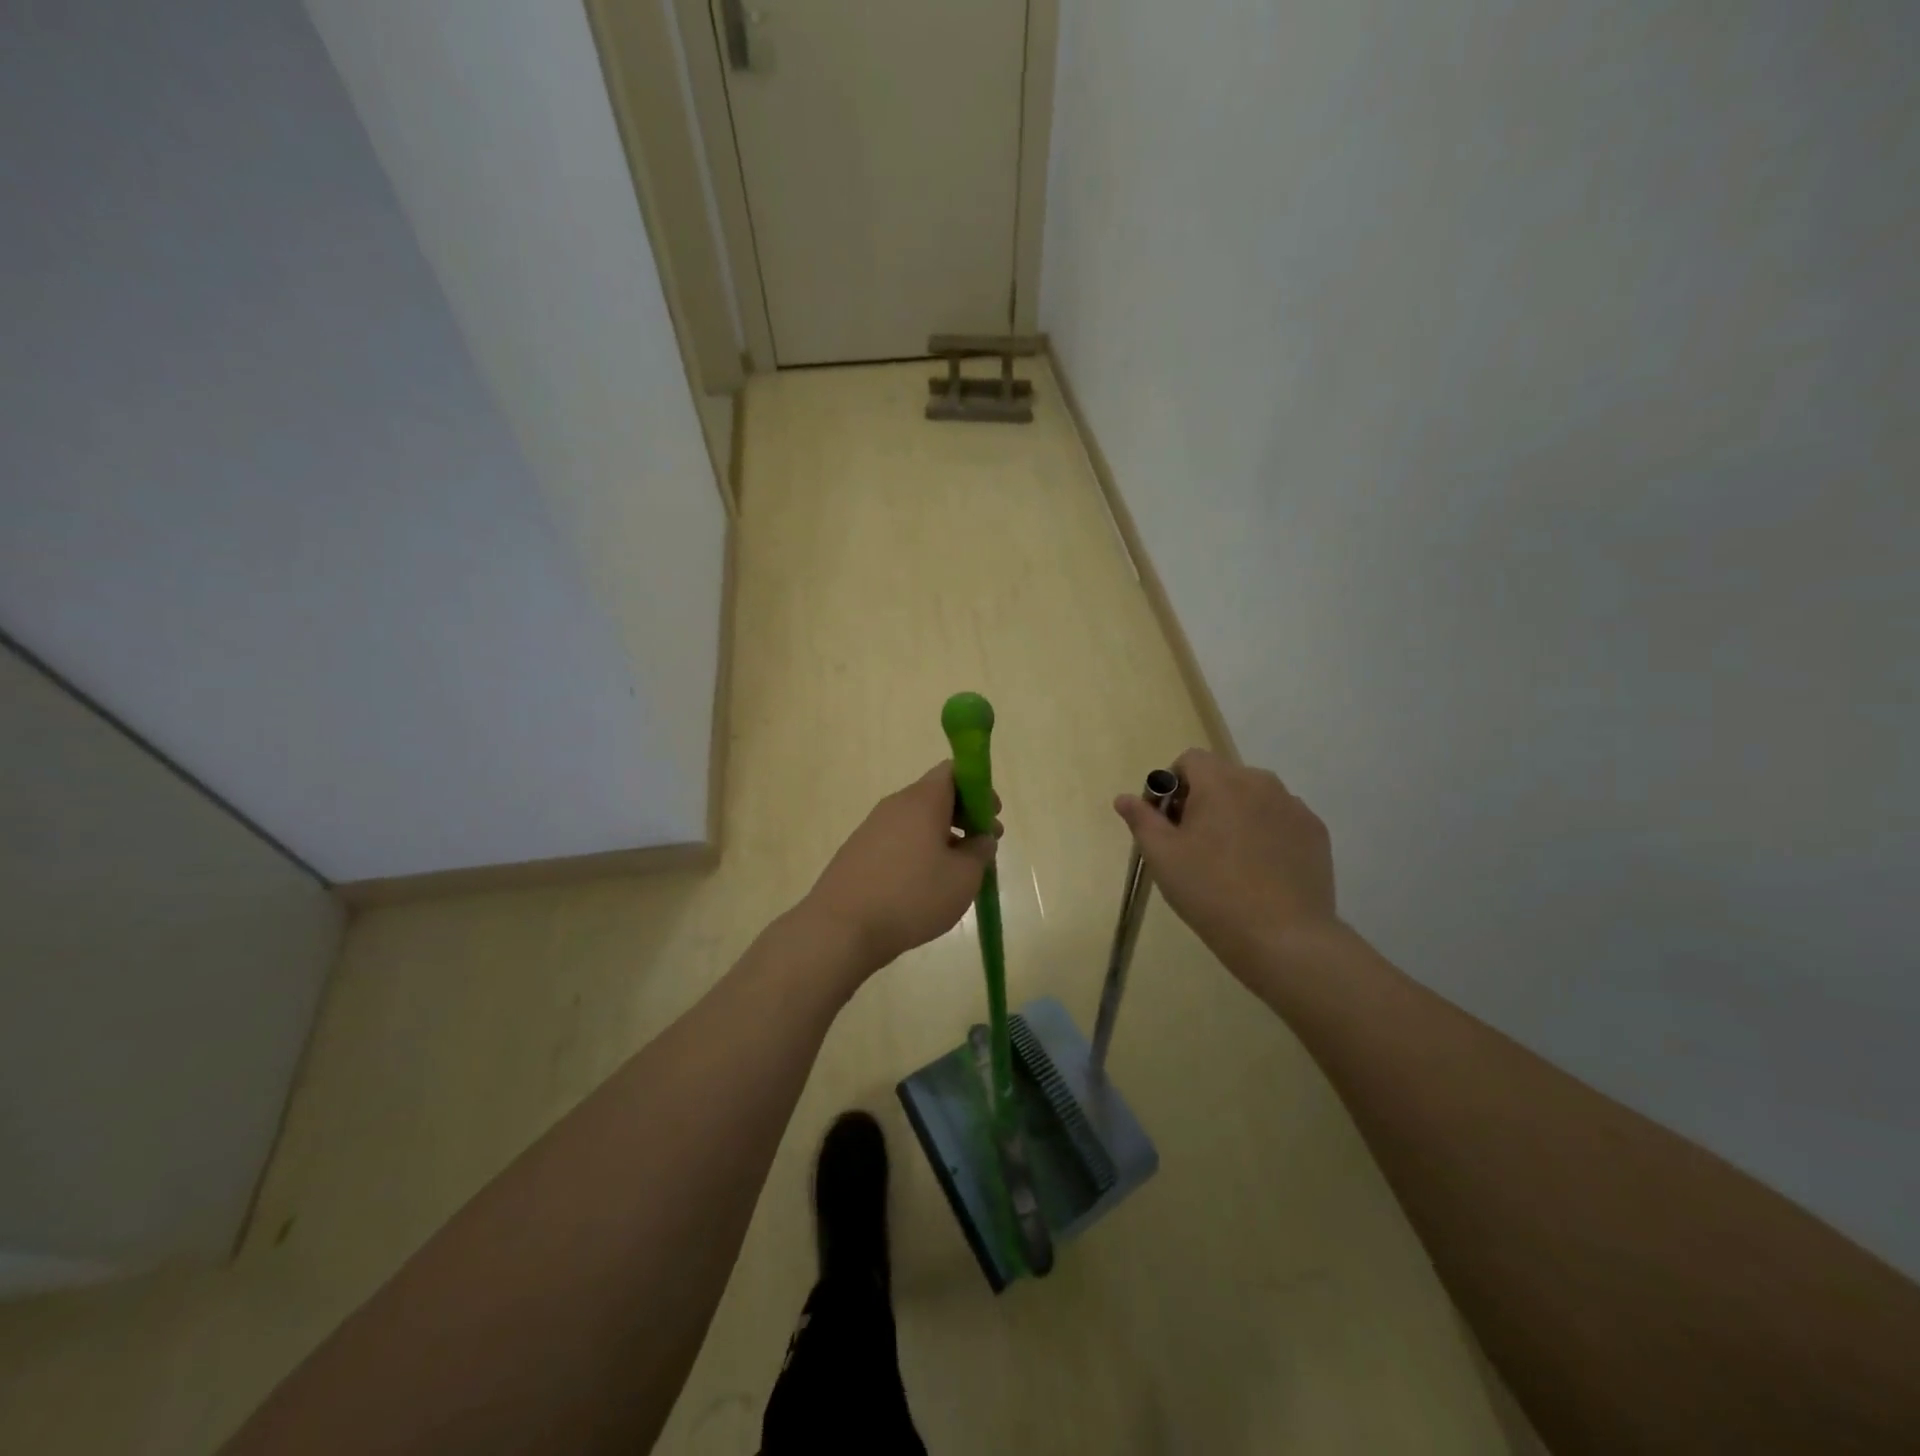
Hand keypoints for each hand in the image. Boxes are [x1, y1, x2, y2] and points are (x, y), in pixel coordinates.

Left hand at [805, 762, 999, 979]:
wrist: (841, 928)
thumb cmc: (912, 896)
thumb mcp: (963, 878)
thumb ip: (979, 852)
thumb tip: (981, 839)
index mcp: (922, 800)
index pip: (953, 770)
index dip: (979, 788)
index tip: (992, 816)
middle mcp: (895, 805)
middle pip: (936, 795)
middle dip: (964, 815)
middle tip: (983, 845)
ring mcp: (872, 828)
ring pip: (917, 821)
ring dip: (942, 836)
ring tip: (957, 872)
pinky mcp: (858, 852)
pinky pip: (898, 841)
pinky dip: (919, 852)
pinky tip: (924, 885)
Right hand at [1114, 749, 1338, 979]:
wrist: (1283, 937)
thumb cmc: (1211, 891)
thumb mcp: (1163, 857)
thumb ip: (1142, 819)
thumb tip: (1124, 797)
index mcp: (1220, 782)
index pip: (1190, 760)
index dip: (1173, 785)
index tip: (1170, 823)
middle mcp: (1261, 782)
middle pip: (1222, 777)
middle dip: (1204, 800)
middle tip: (1194, 846)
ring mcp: (1294, 807)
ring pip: (1254, 797)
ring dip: (1236, 815)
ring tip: (1231, 861)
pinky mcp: (1315, 832)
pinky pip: (1280, 819)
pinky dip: (1266, 833)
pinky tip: (1261, 871)